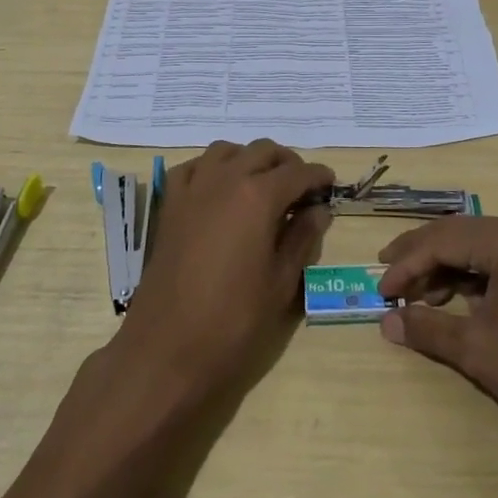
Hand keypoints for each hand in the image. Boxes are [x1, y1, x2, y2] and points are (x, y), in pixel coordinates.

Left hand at [113, 140, 331, 404]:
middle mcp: (225, 178)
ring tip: (262, 185)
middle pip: (263, 151)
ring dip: (249, 159)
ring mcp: (193, 187)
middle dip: (287, 164)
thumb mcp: (281, 282)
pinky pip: (194, 167)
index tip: (330, 185)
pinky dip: (212, 168)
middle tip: (301, 189)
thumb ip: (302, 238)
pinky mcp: (170, 203)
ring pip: (227, 150)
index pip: (298, 172)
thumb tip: (318, 210)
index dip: (319, 176)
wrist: (166, 347)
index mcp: (258, 196)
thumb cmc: (233, 320)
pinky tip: (220, 190)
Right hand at [377, 216, 497, 486]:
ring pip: (487, 248)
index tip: (380, 293)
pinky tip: (466, 304)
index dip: (406, 264)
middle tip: (391, 285)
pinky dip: (482, 279)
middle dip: (424, 260)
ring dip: (452, 271)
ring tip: (425, 302)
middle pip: (464, 235)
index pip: (443, 238)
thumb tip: (386, 323)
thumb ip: (429, 328)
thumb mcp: (481, 352)